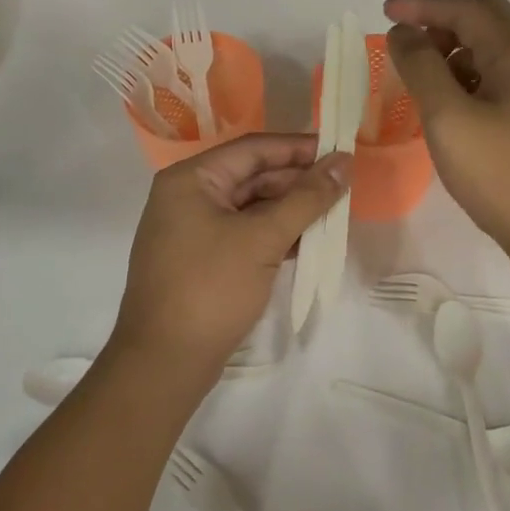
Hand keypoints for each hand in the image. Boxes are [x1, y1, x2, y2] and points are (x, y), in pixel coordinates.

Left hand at [108, 134, 350, 387]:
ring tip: (334, 214)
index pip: (254, 149)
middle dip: (298, 181)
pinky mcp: (203, 258)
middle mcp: (188, 196)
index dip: (299, 148)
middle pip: (253, 175)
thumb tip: (344, 162)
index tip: (341, 152)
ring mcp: (193, 229)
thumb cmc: (211, 288)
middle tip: (344, 187)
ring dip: (291, 209)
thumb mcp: (263, 238)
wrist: (165, 362)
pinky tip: (308, 241)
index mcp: (191, 179)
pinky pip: (245, 232)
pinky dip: (275, 233)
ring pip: (252, 206)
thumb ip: (307, 198)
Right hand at [385, 0, 509, 262]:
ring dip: (457, 51)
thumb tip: (404, 31)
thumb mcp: (447, 118)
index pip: (465, 10)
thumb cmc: (498, 173)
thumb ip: (421, 67)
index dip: (422, 7)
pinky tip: (453, 106)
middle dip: (444, 25)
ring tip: (427, 82)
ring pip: (494, 49)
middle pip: (487, 19)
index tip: (384, 12)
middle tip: (412, 50)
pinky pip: (501, 76)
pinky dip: (471, 76)